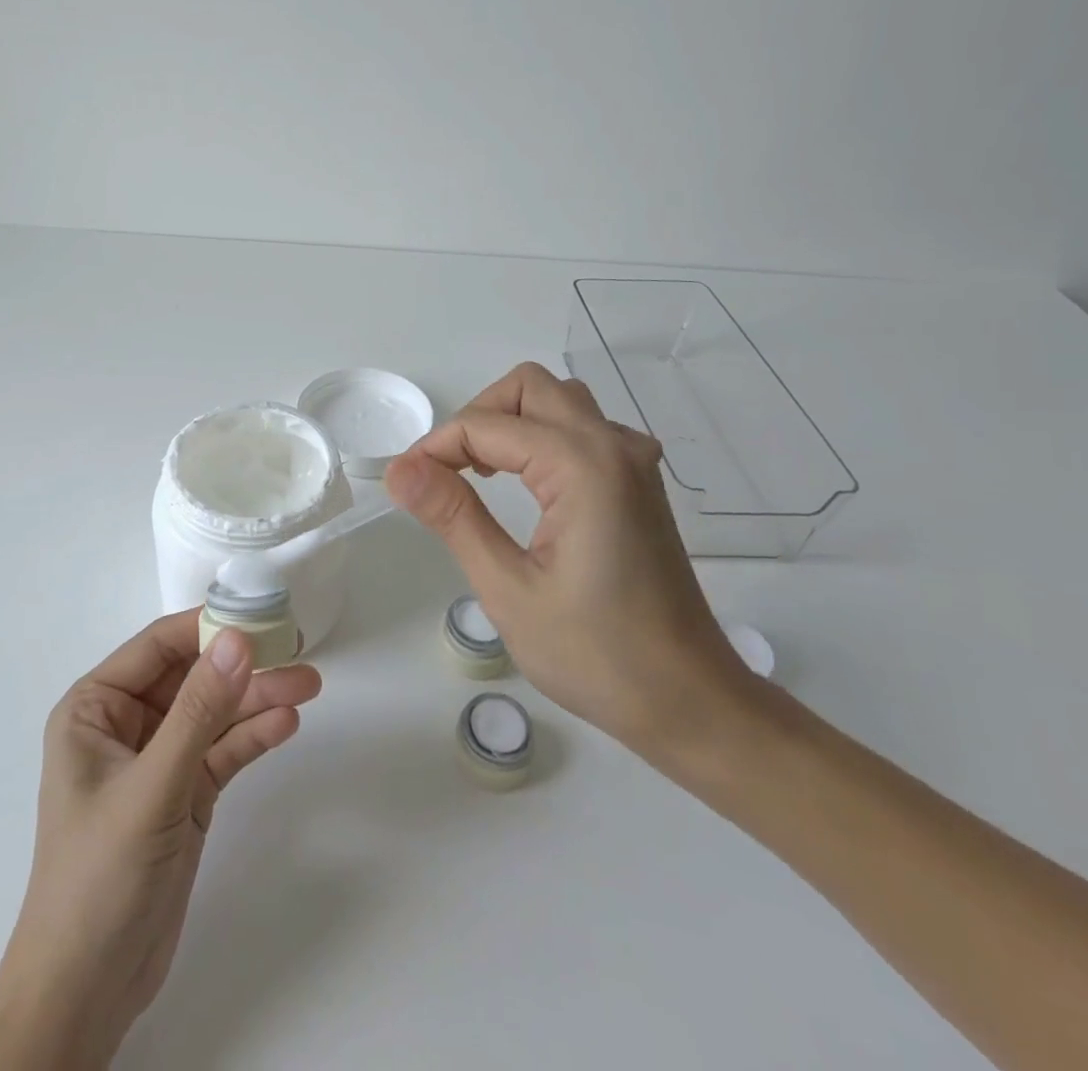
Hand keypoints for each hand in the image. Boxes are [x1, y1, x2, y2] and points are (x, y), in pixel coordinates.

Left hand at [0, 612, 322, 1069]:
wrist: (87, 992)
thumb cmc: (99, 875)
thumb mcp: (152, 785)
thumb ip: (199, 710)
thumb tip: (238, 638)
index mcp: (96, 707)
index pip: (159, 647)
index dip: (207, 626)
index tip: (259, 614)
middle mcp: (126, 724)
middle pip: (193, 677)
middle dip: (243, 665)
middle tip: (297, 647)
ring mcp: (159, 760)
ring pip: (214, 713)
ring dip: (257, 699)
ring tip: (308, 685)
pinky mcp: (185, 794)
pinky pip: (222, 751)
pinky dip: (252, 737)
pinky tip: (286, 724)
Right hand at [385, 361, 752, 761]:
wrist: (688, 700)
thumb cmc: (595, 654)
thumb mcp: (508, 588)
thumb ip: (453, 516)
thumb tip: (399, 470)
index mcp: (582, 466)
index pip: (486, 425)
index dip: (435, 447)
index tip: (405, 484)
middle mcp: (613, 445)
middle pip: (528, 387)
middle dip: (475, 417)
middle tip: (445, 472)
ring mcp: (633, 460)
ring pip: (557, 400)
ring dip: (510, 421)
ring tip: (479, 474)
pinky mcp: (638, 481)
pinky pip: (581, 428)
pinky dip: (540, 437)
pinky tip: (525, 484)